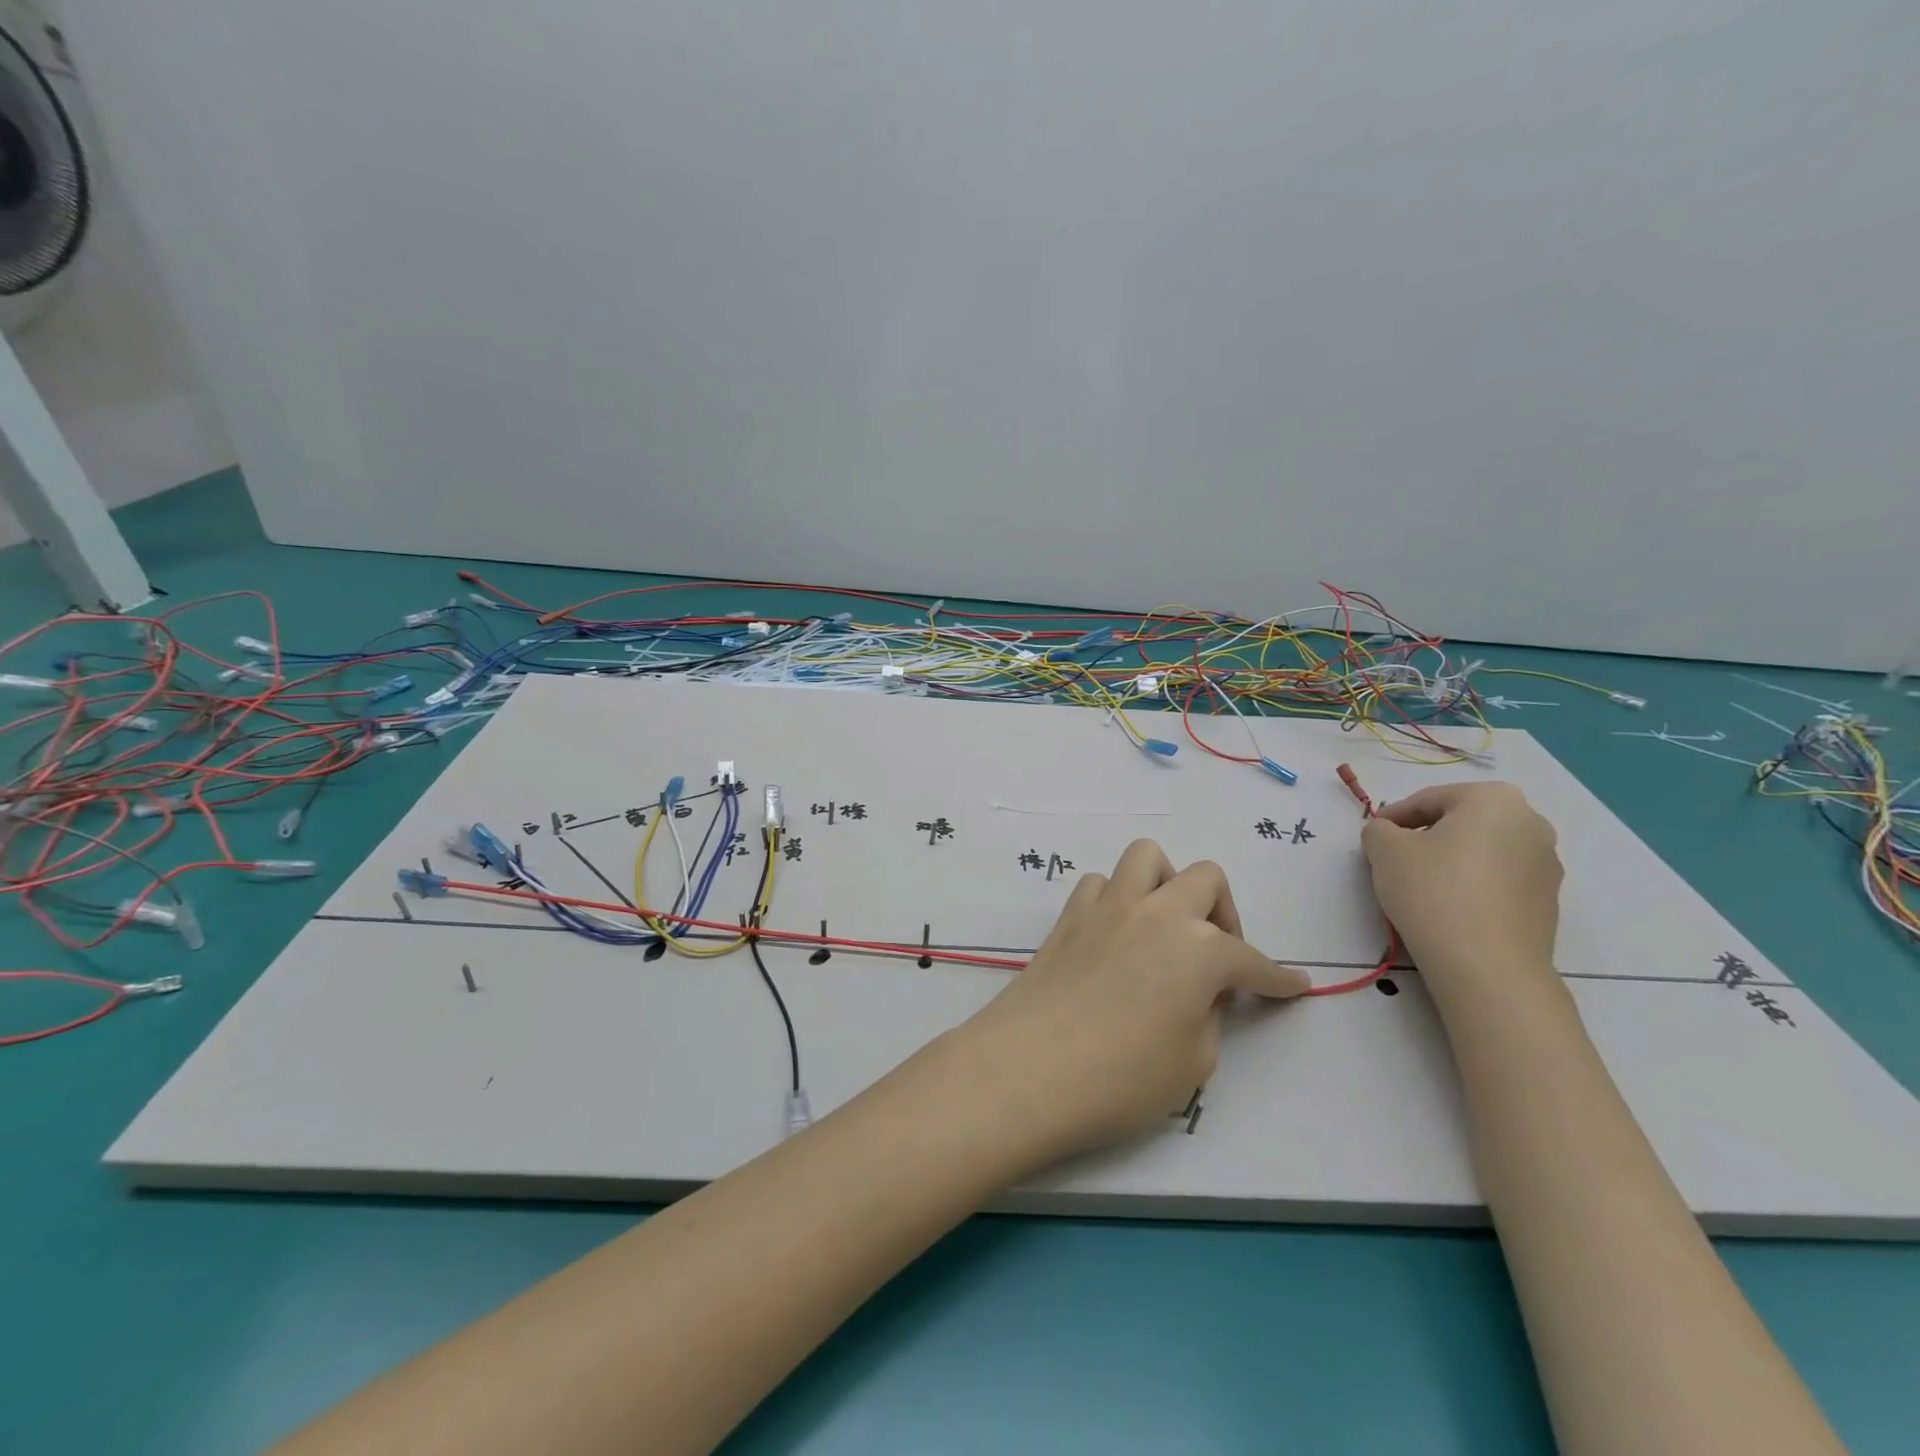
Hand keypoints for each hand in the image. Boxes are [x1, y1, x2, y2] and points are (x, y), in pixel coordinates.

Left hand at [954, 839, 1307, 1164]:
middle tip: (1218, 958)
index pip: (1253, 960)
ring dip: (1167, 884)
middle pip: (1206, 879)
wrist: (1028, 1069)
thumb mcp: (1193, 1063)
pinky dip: (1117, 900)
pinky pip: (1101, 884)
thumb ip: (1208, 1015)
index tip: (1294, 986)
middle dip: (1224, 913)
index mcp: (1200, 948)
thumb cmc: (1120, 1079)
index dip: (1277, 978)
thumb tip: (1200, 993)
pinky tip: (1117, 935)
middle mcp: (1157, 912)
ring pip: (1148, 858)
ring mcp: (1108, 906)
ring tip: (1166, 927)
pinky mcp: (1069, 915)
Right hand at [1360, 782, 1561, 984]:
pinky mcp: (1548, 901)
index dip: (1393, 816)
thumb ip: (1378, 829)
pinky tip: (1448, 908)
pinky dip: (1471, 884)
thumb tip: (1389, 834)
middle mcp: (1531, 823)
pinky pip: (1498, 880)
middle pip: (1460, 822)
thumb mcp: (1384, 849)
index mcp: (1495, 799)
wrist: (1487, 966)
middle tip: (1393, 859)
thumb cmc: (1433, 891)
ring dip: (1449, 860)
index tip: (1372, 837)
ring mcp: (1546, 864)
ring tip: (1419, 886)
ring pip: (1481, 851)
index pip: (1430, 799)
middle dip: (1425, 836)